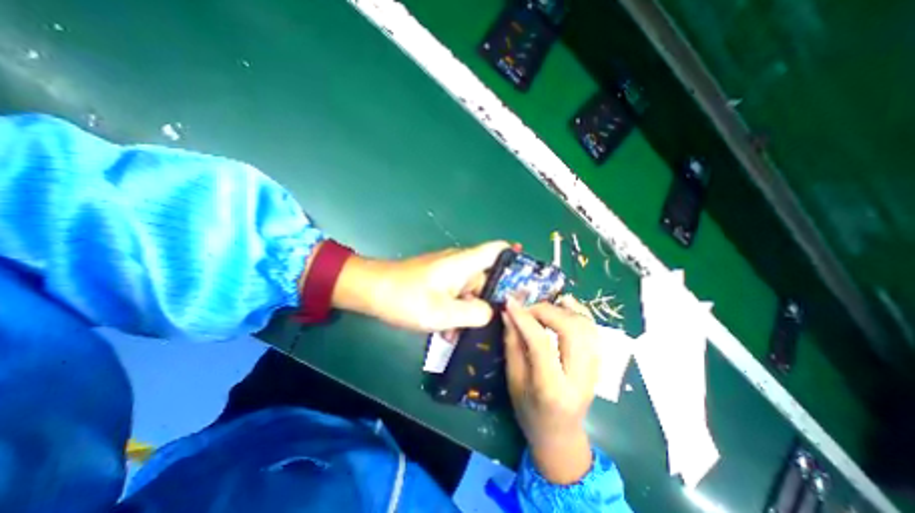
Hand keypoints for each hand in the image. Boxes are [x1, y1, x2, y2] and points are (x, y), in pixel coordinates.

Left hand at [333, 241, 510, 331]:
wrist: (371, 291)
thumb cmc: (406, 298)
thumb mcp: (443, 312)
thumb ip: (474, 312)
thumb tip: (492, 312)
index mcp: (464, 263)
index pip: (497, 249)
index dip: (515, 258)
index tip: (528, 280)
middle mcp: (460, 264)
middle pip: (488, 276)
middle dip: (495, 298)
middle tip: (503, 323)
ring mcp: (448, 274)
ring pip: (471, 290)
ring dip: (473, 310)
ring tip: (471, 334)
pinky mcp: (438, 282)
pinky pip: (456, 295)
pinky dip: (458, 311)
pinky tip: (451, 332)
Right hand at [499, 294, 601, 482]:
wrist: (561, 434)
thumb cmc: (529, 411)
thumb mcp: (514, 380)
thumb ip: (512, 344)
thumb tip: (508, 313)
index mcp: (553, 389)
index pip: (541, 344)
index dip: (524, 319)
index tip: (509, 303)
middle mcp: (580, 377)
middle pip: (571, 330)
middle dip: (546, 311)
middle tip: (526, 309)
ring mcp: (595, 369)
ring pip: (585, 325)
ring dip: (562, 309)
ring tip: (541, 309)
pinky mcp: (598, 362)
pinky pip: (592, 328)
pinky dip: (577, 312)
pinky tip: (562, 306)